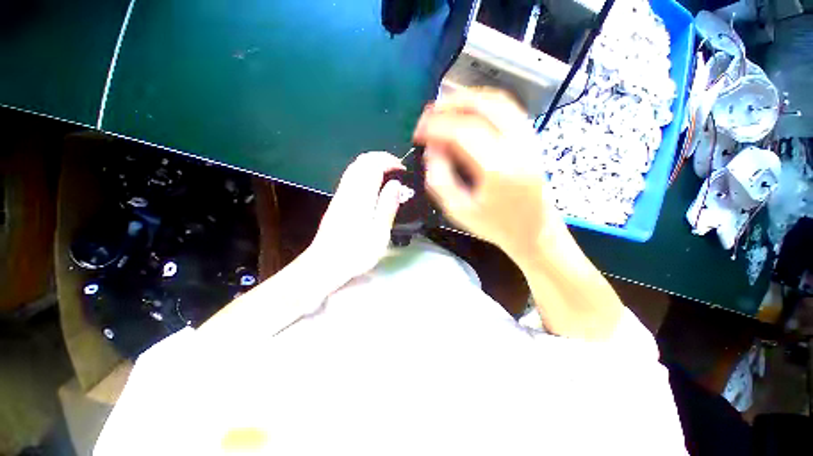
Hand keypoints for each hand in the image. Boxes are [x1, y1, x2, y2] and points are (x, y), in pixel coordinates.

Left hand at [307, 152, 404, 287]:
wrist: (325, 264)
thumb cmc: (356, 253)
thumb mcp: (379, 233)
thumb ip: (387, 206)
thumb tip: (395, 184)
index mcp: (360, 196)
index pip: (373, 164)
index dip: (390, 161)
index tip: (403, 170)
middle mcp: (348, 190)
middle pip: (362, 161)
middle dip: (381, 158)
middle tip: (397, 170)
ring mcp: (340, 195)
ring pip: (355, 167)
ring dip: (373, 164)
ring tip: (389, 176)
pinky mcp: (337, 201)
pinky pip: (351, 177)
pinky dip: (365, 173)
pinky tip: (374, 186)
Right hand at [413, 88, 560, 261]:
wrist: (533, 231)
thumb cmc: (494, 225)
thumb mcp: (457, 210)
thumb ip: (439, 178)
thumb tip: (431, 149)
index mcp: (497, 168)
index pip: (462, 131)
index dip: (436, 126)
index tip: (418, 132)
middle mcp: (517, 147)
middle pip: (483, 106)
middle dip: (451, 104)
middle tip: (430, 113)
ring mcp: (529, 140)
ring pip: (499, 101)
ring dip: (468, 99)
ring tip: (446, 107)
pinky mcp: (532, 140)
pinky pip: (509, 109)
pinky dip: (485, 103)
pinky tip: (469, 111)